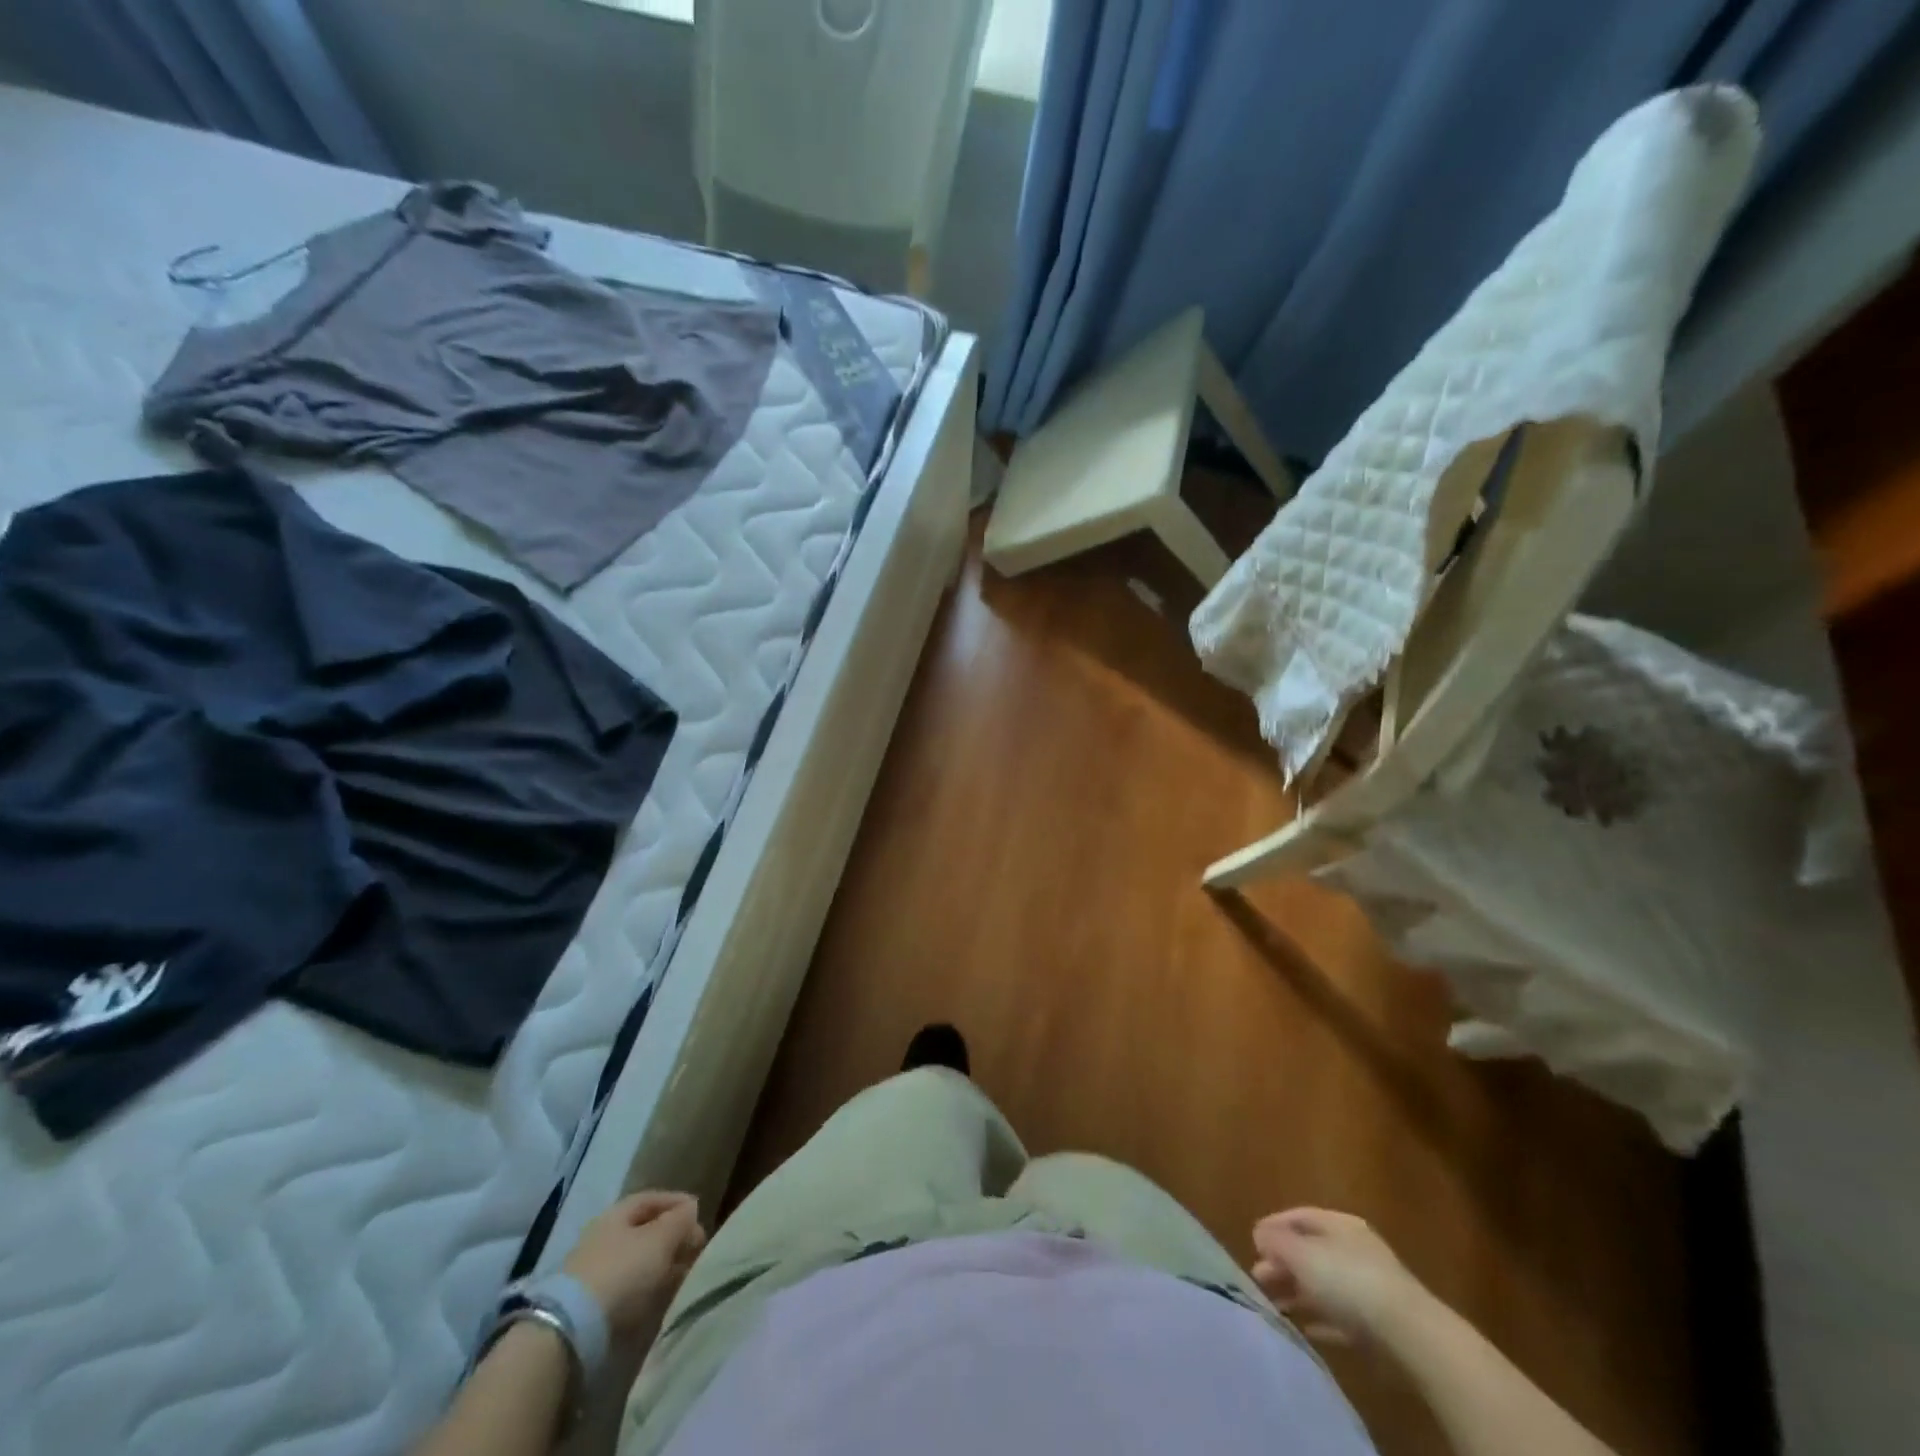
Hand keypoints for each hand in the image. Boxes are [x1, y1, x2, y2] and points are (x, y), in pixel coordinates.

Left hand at [563, 1191, 707, 1335]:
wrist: (572, 1333)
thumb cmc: (622, 1272)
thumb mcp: (660, 1239)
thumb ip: (680, 1220)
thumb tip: (690, 1209)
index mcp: (616, 1215)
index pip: (652, 1199)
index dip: (677, 1202)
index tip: (699, 1214)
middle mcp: (602, 1238)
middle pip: (644, 1231)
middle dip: (672, 1238)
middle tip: (695, 1249)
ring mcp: (594, 1274)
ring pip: (637, 1262)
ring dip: (661, 1266)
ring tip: (684, 1276)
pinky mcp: (591, 1308)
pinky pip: (628, 1289)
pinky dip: (647, 1289)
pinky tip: (661, 1297)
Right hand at [1251, 1207, 1426, 1345]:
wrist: (1409, 1335)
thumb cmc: (1348, 1280)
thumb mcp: (1302, 1254)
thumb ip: (1276, 1241)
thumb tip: (1259, 1233)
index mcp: (1339, 1224)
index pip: (1299, 1216)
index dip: (1273, 1226)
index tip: (1251, 1242)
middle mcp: (1355, 1249)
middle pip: (1311, 1250)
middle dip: (1283, 1262)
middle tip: (1258, 1277)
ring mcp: (1371, 1287)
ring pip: (1324, 1284)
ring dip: (1298, 1291)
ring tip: (1274, 1304)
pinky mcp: (1379, 1324)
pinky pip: (1342, 1316)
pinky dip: (1322, 1318)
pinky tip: (1306, 1328)